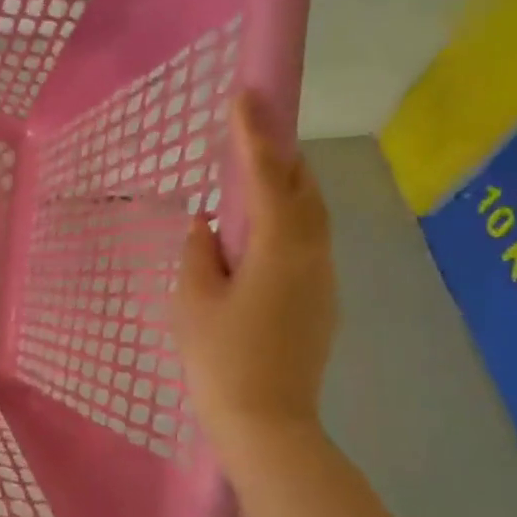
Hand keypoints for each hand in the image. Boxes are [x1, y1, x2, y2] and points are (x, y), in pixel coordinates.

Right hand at [174, 93, 336, 470]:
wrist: (266, 423)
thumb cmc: (221, 359)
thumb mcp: (193, 300)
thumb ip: (200, 252)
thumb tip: (209, 225)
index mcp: (279, 248)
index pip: (269, 176)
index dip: (256, 133)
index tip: (245, 94)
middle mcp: (313, 255)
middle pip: (304, 189)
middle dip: (281, 153)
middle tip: (254, 128)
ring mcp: (324, 279)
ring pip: (311, 217)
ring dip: (287, 187)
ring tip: (256, 173)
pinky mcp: (322, 302)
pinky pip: (307, 243)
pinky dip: (287, 221)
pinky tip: (260, 233)